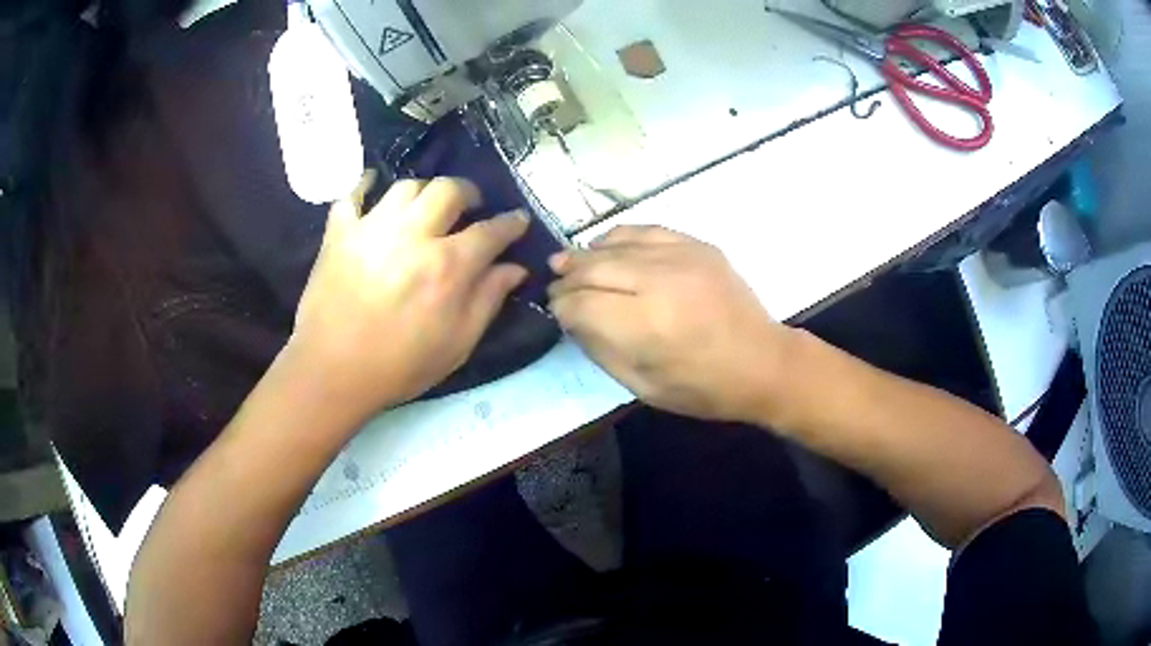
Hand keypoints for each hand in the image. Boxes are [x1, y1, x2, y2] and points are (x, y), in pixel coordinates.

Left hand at [286, 172, 528, 425]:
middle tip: (470, 206)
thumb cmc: (399, 366)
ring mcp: (372, 228)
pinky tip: (372, 188)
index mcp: (447, 266)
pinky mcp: (339, 232)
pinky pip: (352, 194)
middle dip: (468, 192)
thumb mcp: (457, 344)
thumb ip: (488, 301)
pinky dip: (364, 186)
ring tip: (425, 208)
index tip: (518, 219)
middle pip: (449, 190)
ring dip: (424, 191)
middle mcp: (412, 235)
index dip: (510, 223)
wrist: (332, 372)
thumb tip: (515, 268)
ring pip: (406, 187)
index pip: (490, 232)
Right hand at [548, 226, 794, 423]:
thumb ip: (602, 350)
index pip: (582, 304)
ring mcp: (681, 257)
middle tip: (554, 284)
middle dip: (567, 278)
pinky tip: (605, 245)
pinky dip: (619, 237)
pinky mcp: (698, 245)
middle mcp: (660, 282)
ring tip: (567, 262)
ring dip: (586, 254)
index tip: (555, 311)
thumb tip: (574, 319)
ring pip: (616, 245)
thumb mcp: (643, 386)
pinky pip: (646, 230)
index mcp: (647, 326)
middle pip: (594, 268)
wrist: (764, 362)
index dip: (561, 307)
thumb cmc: (704, 387)